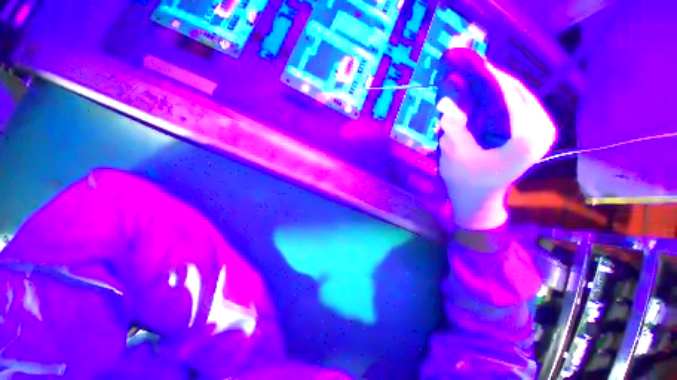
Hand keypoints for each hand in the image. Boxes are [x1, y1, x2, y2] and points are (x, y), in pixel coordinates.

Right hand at [437, 56, 555, 229]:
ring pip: (520, 97)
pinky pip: (519, 105)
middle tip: (472, 69)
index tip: (473, 64)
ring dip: (497, 87)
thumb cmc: (467, 182)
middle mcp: (542, 130)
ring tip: (476, 79)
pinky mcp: (535, 132)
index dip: (490, 78)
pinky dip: (501, 98)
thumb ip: (454, 129)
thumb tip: (445, 103)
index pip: (510, 96)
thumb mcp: (456, 156)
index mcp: (526, 138)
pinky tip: (485, 96)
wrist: (479, 199)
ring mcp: (542, 131)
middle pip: (518, 93)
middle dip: (494, 80)